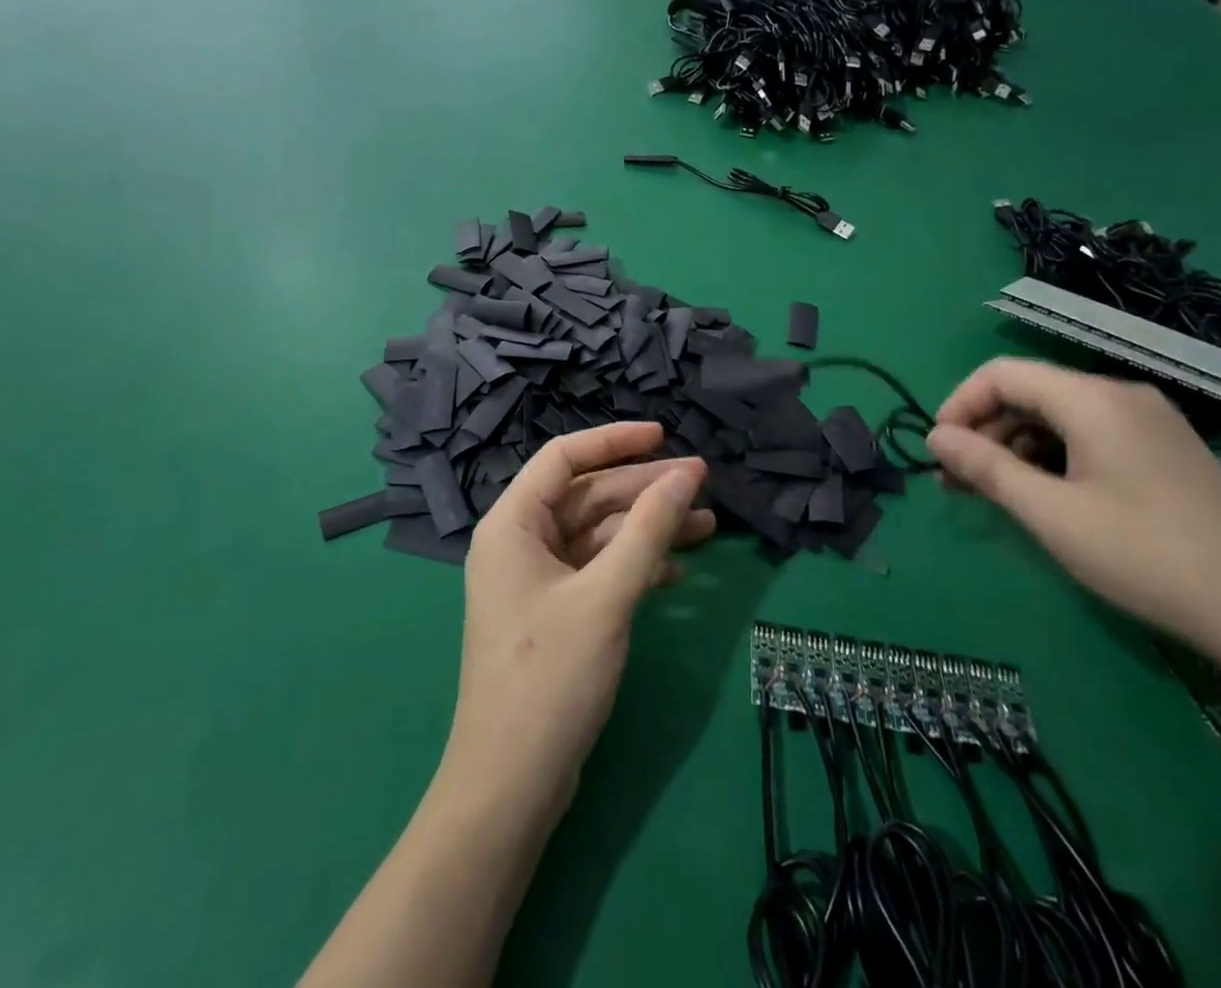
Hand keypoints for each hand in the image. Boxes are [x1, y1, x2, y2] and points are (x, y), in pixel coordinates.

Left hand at [443, 423, 712, 817]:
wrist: (512, 783)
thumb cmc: (551, 677)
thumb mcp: (607, 596)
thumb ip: (648, 530)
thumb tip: (687, 474)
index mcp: (513, 524)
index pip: (564, 457)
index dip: (614, 440)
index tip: (664, 437)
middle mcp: (520, 542)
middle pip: (589, 496)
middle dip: (645, 490)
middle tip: (703, 484)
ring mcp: (537, 580)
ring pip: (599, 535)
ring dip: (649, 529)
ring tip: (708, 526)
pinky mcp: (556, 612)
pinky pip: (599, 570)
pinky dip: (637, 566)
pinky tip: (678, 574)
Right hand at [927, 358, 1220, 667]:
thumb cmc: (1144, 555)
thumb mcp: (1049, 513)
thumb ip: (985, 467)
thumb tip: (935, 438)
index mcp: (1092, 399)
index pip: (1001, 374)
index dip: (959, 405)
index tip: (938, 451)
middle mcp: (1121, 397)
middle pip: (1029, 393)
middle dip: (984, 431)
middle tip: (956, 481)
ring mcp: (1150, 424)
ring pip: (1058, 418)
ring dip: (1014, 448)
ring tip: (991, 494)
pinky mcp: (1166, 453)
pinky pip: (1089, 437)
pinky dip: (1052, 458)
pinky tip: (1043, 498)